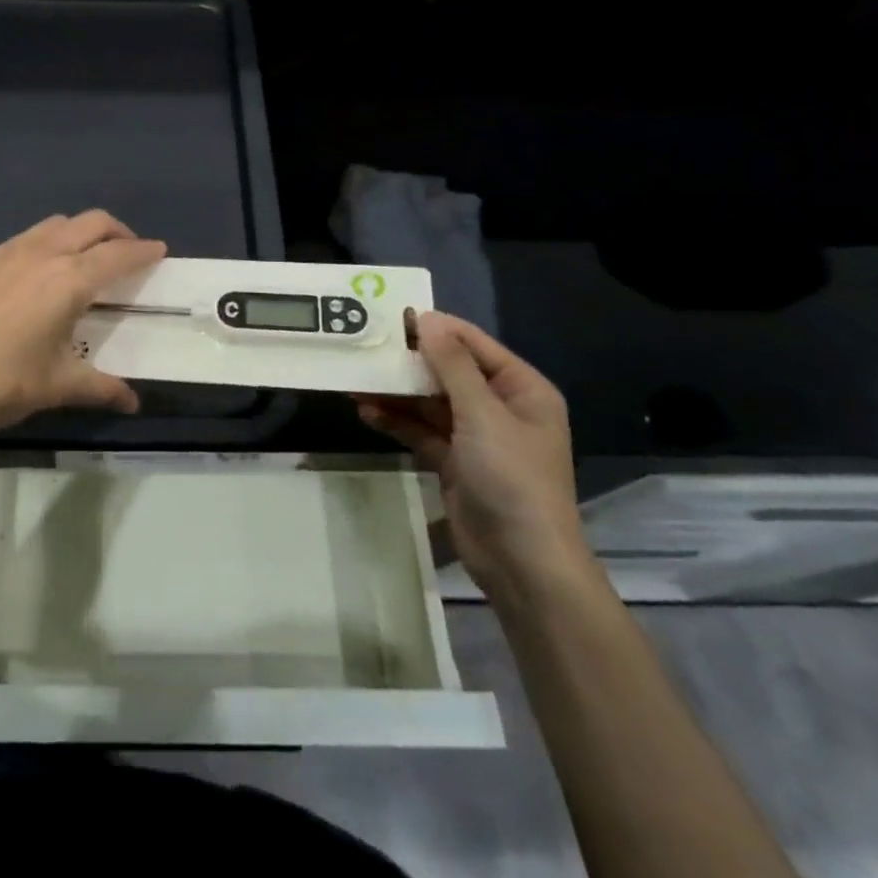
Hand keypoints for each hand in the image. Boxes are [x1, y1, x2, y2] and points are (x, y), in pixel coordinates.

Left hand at [0, 211, 165, 440]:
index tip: (160, 250)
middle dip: (116, 231)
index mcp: (68, 281)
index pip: (117, 254)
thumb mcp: (55, 386)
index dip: (143, 251)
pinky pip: (22, 239)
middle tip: (127, 252)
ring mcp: (4, 253)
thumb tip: (132, 404)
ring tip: (84, 259)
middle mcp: (40, 254)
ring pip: (54, 224)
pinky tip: (35, 277)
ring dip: (79, 233)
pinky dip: (44, 245)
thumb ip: (99, 388)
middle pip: (90, 222)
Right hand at [357, 311, 593, 602]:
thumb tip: (428, 319)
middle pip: (448, 372)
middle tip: (365, 347)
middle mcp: (500, 407)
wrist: (522, 561)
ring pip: (430, 402)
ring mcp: (476, 437)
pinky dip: (397, 421)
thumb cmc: (512, 478)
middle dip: (409, 363)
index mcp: (522, 389)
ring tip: (355, 380)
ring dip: (396, 393)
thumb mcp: (483, 414)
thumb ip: (452, 365)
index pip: (474, 345)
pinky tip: (366, 412)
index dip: (436, 328)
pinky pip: (421, 431)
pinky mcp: (454, 462)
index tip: (390, 316)